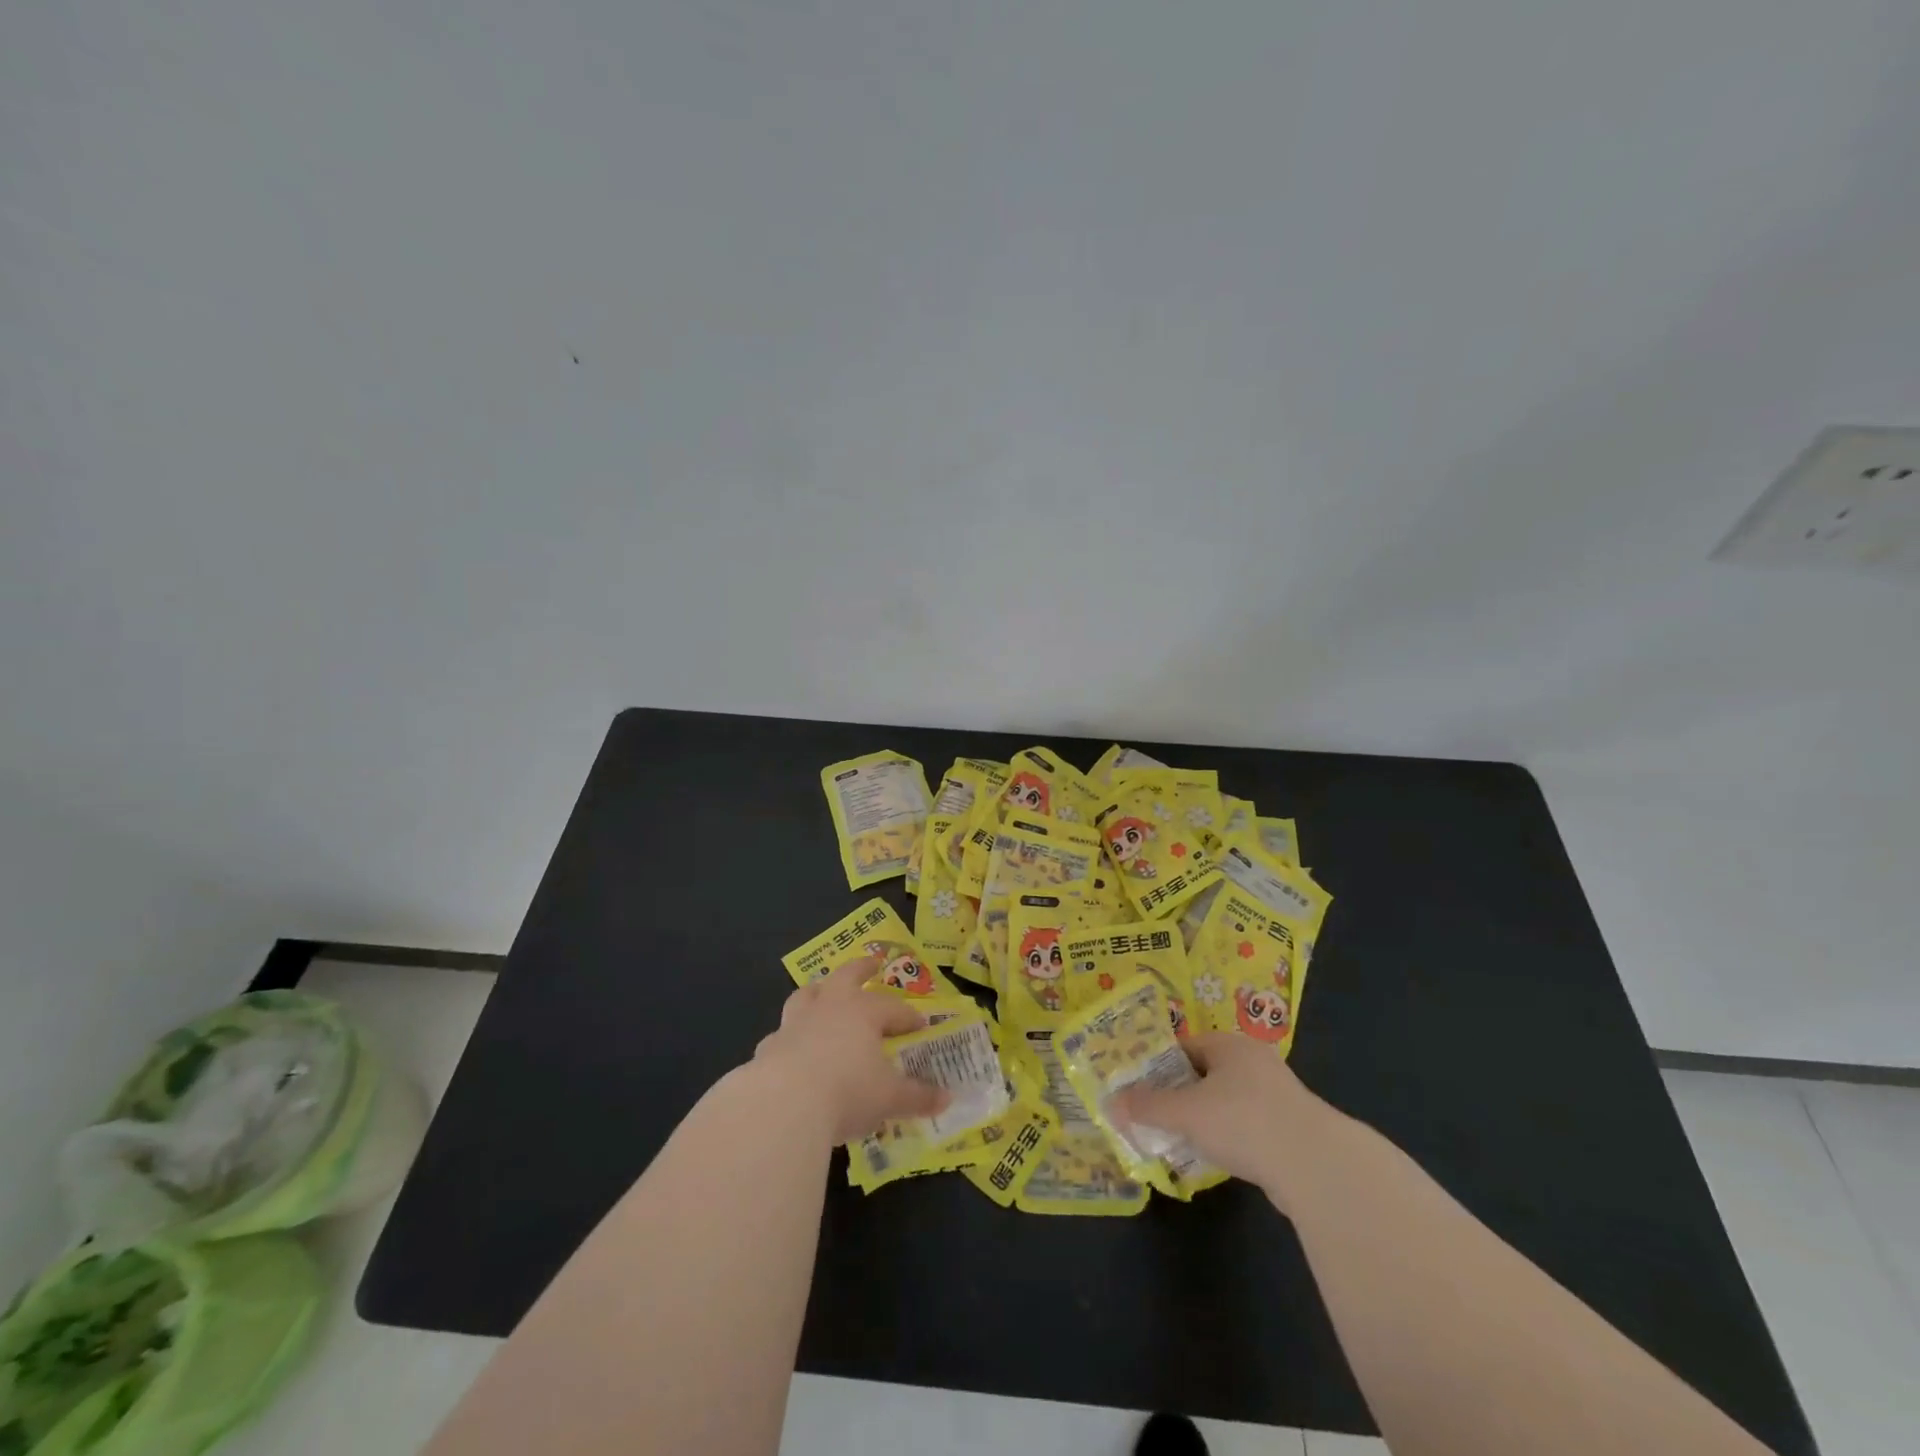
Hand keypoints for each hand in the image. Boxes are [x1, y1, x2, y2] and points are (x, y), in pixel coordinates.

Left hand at [752, 957, 950, 1144]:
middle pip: (846, 976)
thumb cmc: (847, 1092)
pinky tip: (793, 1048)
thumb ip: (918, 1097)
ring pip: (807, 994)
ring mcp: (796, 1023)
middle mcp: (829, 1007)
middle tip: (871, 964)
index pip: (893, 1008)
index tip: (920, 1027)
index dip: (908, 1017)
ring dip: (818, 991)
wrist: (784, 1104)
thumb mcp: (890, 1098)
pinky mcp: (770, 1046)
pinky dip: (791, 1036)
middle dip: (861, 968)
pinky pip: (783, 1033)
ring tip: (823, 992)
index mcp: (863, 1012)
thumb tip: (947, 1099)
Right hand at [1111, 1032, 1325, 1205]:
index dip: (1160, 1067)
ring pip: (1229, 1102)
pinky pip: (1249, 1126)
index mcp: (1230, 1045)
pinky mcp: (1292, 1129)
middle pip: (1206, 1073)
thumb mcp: (1185, 1113)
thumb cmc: (1242, 1121)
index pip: (1185, 1046)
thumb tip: (1110, 1103)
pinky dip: (1231, 1138)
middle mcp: (1255, 1061)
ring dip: (1207, 1119)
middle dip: (1182, 1095)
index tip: (1141, 1090)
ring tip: (1183, 1140)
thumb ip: (1147, 1107)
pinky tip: (1219, 1158)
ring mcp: (1278, 1095)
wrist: (1316, 1166)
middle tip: (1157, 1117)